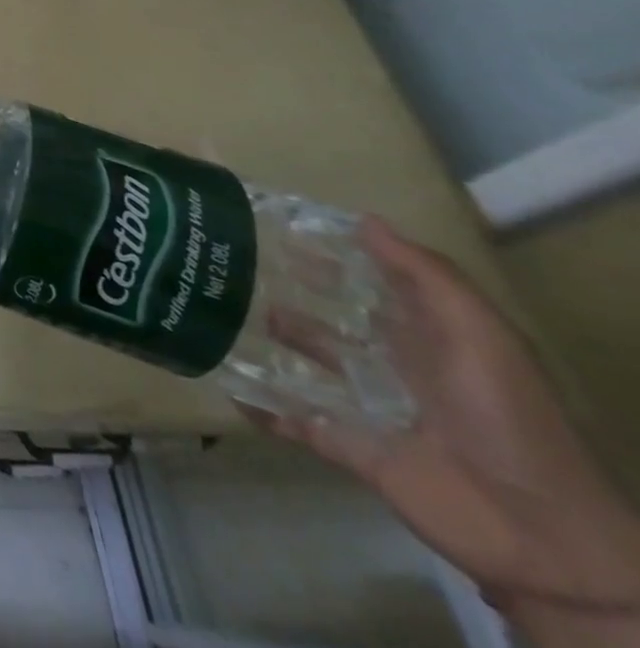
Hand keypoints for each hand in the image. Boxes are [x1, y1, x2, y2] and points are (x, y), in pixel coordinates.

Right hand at [258, 218, 639, 625]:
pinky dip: (262, 406)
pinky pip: (297, 421)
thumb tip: (361, 220)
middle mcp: (393, 365)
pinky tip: (227, 386)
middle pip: (330, 320)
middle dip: (286, 293)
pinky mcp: (350, 446)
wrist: (537, 532)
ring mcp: (369, 407)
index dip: (330, 254)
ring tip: (216, 314)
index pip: (370, 283)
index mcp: (425, 337)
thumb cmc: (506, 417)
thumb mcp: (480, 336)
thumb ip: (425, 276)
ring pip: (305, 364)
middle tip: (226, 263)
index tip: (274, 224)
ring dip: (266, 342)